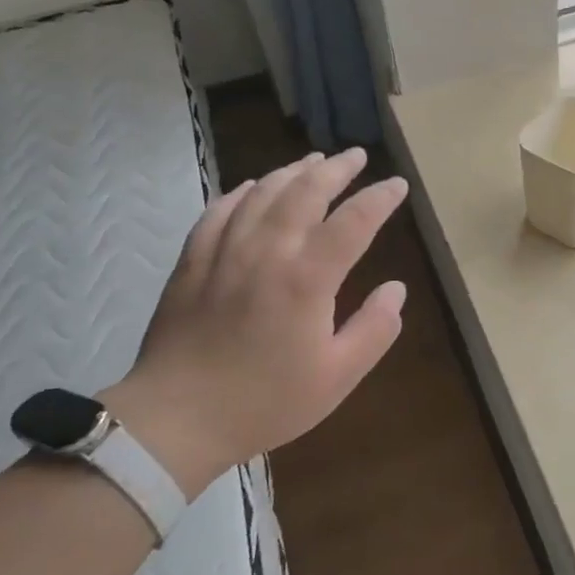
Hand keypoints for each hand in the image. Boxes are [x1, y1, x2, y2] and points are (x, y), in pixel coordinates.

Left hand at [100, 149, 407, 497]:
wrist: (177, 419)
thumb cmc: (265, 402)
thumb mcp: (337, 377)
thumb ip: (374, 330)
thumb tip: (396, 289)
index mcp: (307, 279)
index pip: (354, 222)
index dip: (379, 199)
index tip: (397, 184)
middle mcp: (267, 252)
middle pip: (306, 192)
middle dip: (336, 169)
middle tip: (356, 155)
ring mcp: (225, 252)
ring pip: (262, 193)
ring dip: (292, 171)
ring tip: (313, 161)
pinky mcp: (193, 261)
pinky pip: (220, 211)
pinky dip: (242, 192)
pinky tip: (252, 187)